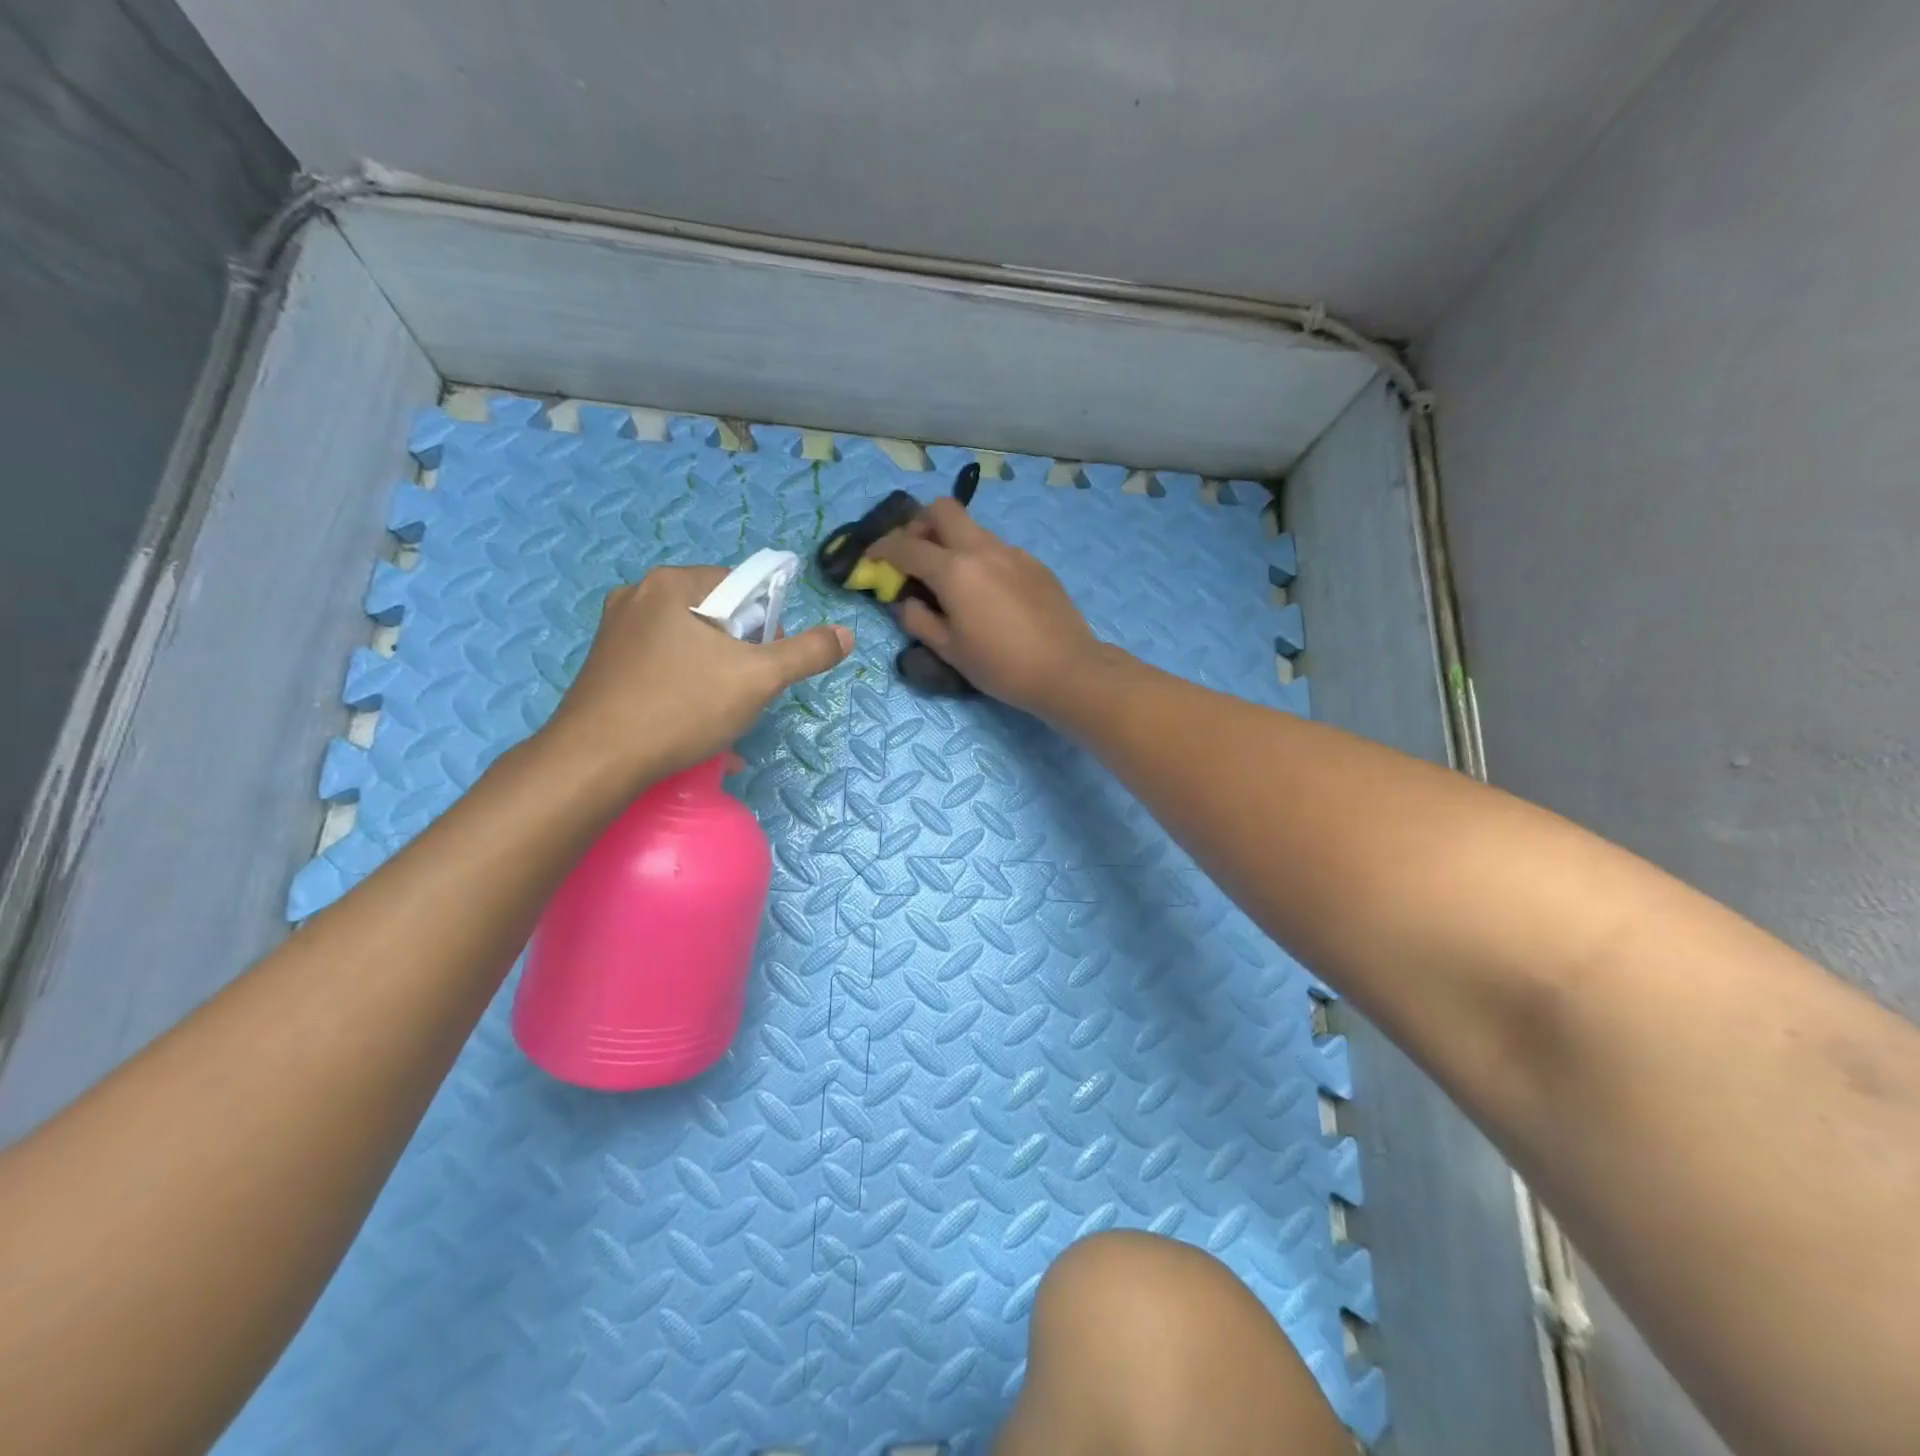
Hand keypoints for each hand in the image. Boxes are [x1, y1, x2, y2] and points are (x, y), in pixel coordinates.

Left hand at [541, 566, 851, 785]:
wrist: (595, 762)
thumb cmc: (681, 707)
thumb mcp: (758, 679)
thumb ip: (806, 653)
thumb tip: (846, 634)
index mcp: (671, 584)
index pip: (741, 585)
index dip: (766, 624)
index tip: (767, 664)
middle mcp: (638, 597)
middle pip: (716, 616)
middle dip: (741, 654)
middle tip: (747, 692)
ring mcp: (615, 632)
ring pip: (690, 645)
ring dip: (717, 676)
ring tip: (722, 716)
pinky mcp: (605, 666)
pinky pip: (663, 667)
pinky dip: (686, 688)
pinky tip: (694, 725)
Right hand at [867, 499, 1099, 716]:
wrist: (1066, 670)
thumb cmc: (1001, 666)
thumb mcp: (949, 650)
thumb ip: (918, 620)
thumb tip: (905, 601)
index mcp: (955, 571)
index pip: (907, 547)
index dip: (882, 549)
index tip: (872, 557)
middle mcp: (983, 549)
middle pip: (943, 510)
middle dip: (920, 524)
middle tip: (915, 554)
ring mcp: (1013, 553)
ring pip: (973, 528)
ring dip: (952, 541)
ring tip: (951, 579)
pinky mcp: (1035, 564)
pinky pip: (997, 549)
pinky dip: (980, 558)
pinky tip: (987, 593)